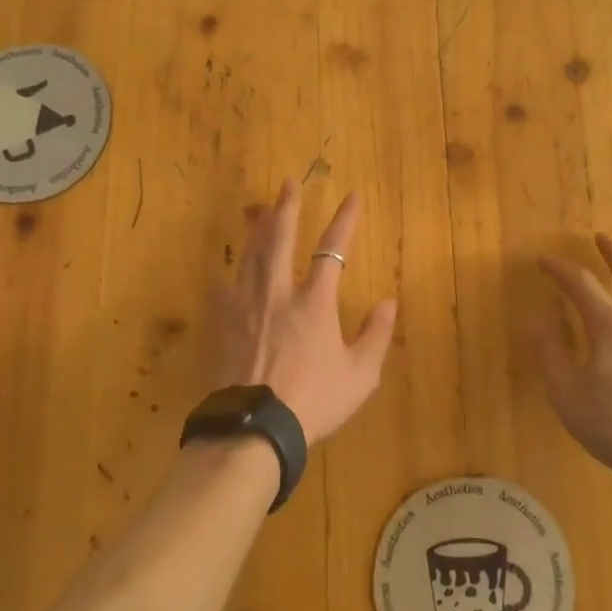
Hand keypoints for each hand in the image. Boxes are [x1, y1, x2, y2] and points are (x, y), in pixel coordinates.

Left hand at [203, 181, 397, 446]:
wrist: (254, 428)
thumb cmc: (312, 402)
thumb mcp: (359, 375)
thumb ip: (376, 336)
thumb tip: (389, 302)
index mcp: (315, 303)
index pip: (332, 250)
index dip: (344, 220)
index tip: (352, 196)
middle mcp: (278, 293)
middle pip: (281, 239)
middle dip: (287, 208)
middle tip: (288, 183)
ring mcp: (246, 306)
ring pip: (251, 255)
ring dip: (258, 228)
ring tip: (259, 207)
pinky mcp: (222, 324)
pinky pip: (223, 288)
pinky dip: (228, 272)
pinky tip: (226, 265)